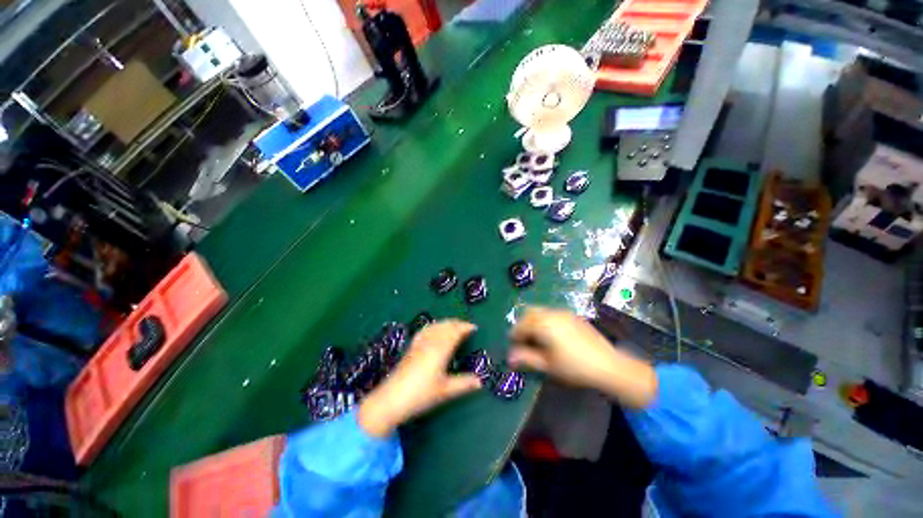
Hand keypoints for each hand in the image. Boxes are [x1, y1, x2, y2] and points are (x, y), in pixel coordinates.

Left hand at [358, 320, 481, 437]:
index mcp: (441, 349)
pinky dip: (434, 326)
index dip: (465, 327)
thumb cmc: (421, 394)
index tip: (474, 328)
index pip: (455, 332)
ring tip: (454, 326)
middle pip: (445, 326)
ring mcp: (420, 343)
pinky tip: (434, 329)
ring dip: (446, 323)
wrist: (392, 398)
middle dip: (457, 323)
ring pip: (435, 326)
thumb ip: (464, 384)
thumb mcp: (445, 391)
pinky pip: (426, 330)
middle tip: (467, 326)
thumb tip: (480, 381)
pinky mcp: (412, 347)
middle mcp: (431, 342)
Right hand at [508, 307, 656, 407]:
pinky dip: (545, 320)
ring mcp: (563, 313)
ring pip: (540, 311)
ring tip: (536, 339)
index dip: (514, 336)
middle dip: (522, 325)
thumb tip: (509, 357)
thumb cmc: (574, 367)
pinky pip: (552, 313)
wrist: (608, 365)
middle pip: (528, 313)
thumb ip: (526, 358)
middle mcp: (551, 313)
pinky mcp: (573, 316)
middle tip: (523, 341)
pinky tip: (551, 336)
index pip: (520, 326)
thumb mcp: (547, 365)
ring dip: (533, 322)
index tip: (514, 347)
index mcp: (542, 324)